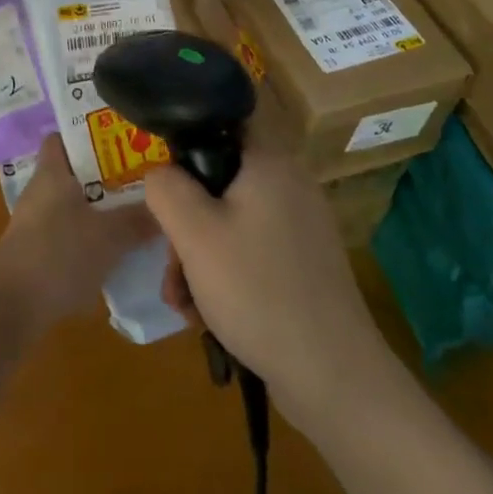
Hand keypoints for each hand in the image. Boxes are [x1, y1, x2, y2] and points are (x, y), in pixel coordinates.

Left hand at [0, 135, 158, 331]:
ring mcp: (35, 221)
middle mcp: (41, 190)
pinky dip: (89, 238)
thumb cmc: (60, 254)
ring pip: (74, 205)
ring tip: (136, 217)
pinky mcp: (36, 250)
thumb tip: (164, 207)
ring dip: (100, 211)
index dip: (89, 135)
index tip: (121, 142)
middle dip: (107, 177)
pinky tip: (114, 252)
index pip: (63, 137)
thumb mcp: (110, 236)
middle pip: (75, 172)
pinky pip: (68, 233)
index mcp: (52, 172)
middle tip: (141, 181)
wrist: (13, 306)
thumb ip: (138, 219)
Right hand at [144, 143, 397, 433]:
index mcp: (270, 162)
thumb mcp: (194, 233)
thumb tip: (160, 172)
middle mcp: (289, 184)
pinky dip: (222, 272)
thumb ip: (165, 188)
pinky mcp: (302, 263)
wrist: (332, 378)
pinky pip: (249, 250)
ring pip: (229, 219)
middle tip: (170, 258)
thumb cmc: (257, 290)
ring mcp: (299, 226)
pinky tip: (204, 314)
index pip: (227, 115)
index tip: (162, 164)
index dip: (189, 128)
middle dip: (184, 218)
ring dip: (196, 253)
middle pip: (220, 177)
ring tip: (181, 299)